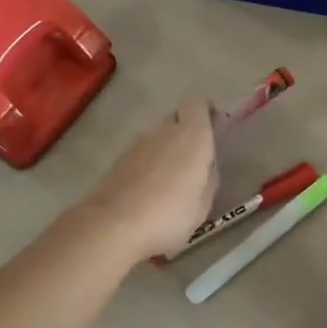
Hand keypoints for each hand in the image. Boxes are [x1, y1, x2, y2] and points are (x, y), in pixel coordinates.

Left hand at [77, 92, 219, 264]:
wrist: (113, 225)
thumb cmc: (169, 214)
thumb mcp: (203, 204)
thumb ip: (208, 178)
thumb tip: (205, 167)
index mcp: (192, 135)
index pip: (198, 103)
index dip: (206, 111)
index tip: (213, 128)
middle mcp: (164, 131)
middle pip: (177, 118)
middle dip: (186, 132)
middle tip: (193, 161)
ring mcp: (137, 144)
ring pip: (157, 137)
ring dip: (165, 151)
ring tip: (169, 183)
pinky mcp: (118, 160)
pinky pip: (141, 155)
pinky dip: (147, 166)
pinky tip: (148, 193)